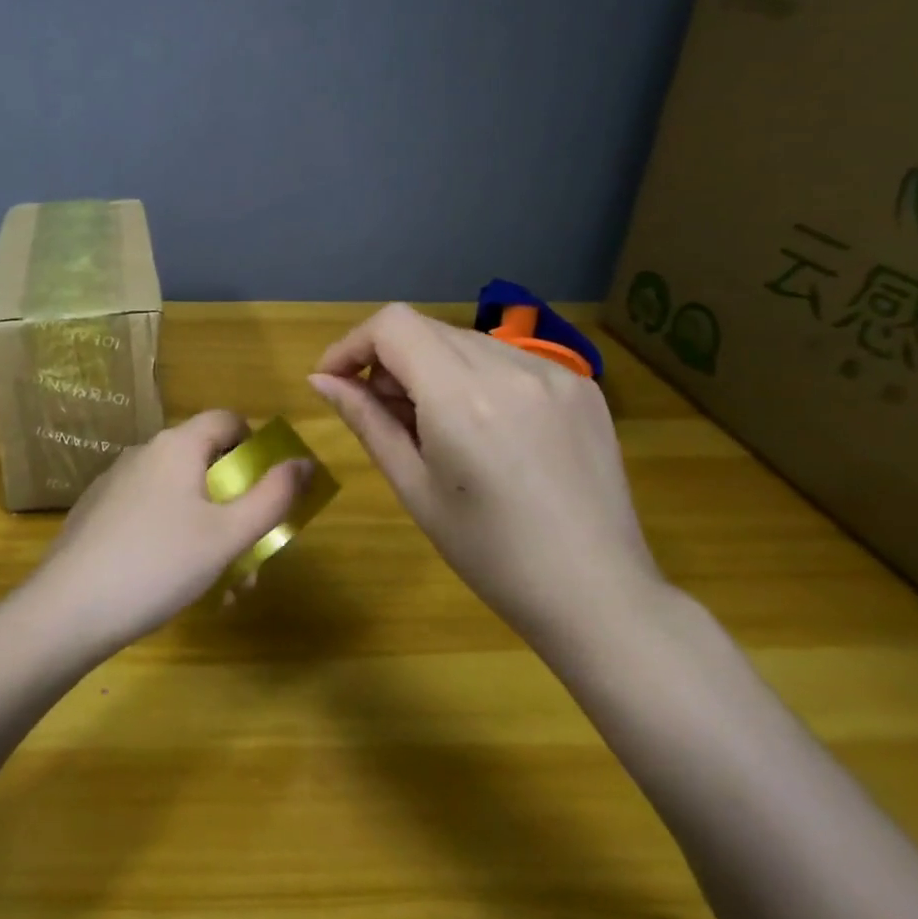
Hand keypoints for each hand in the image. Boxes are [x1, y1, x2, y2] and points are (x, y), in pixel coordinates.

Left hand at [23, 411, 313, 656]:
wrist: (67, 609)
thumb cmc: (158, 564)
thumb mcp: (227, 535)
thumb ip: (272, 497)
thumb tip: (304, 462)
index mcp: (176, 446)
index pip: (227, 419)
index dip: (257, 446)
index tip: (270, 489)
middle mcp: (143, 453)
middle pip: (205, 463)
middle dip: (236, 506)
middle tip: (252, 555)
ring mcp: (115, 483)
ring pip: (178, 495)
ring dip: (209, 531)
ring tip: (221, 587)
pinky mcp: (96, 513)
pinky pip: (149, 513)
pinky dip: (174, 538)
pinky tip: (175, 585)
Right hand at [310, 303, 665, 648]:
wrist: (597, 593)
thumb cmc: (489, 553)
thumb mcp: (414, 488)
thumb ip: (366, 421)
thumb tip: (321, 381)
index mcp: (462, 395)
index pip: (392, 325)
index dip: (352, 345)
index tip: (335, 382)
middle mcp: (510, 366)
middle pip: (426, 329)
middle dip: (389, 360)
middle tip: (386, 415)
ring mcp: (555, 371)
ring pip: (466, 341)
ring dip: (432, 367)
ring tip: (437, 426)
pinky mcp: (582, 386)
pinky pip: (508, 359)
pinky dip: (477, 377)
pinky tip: (486, 428)